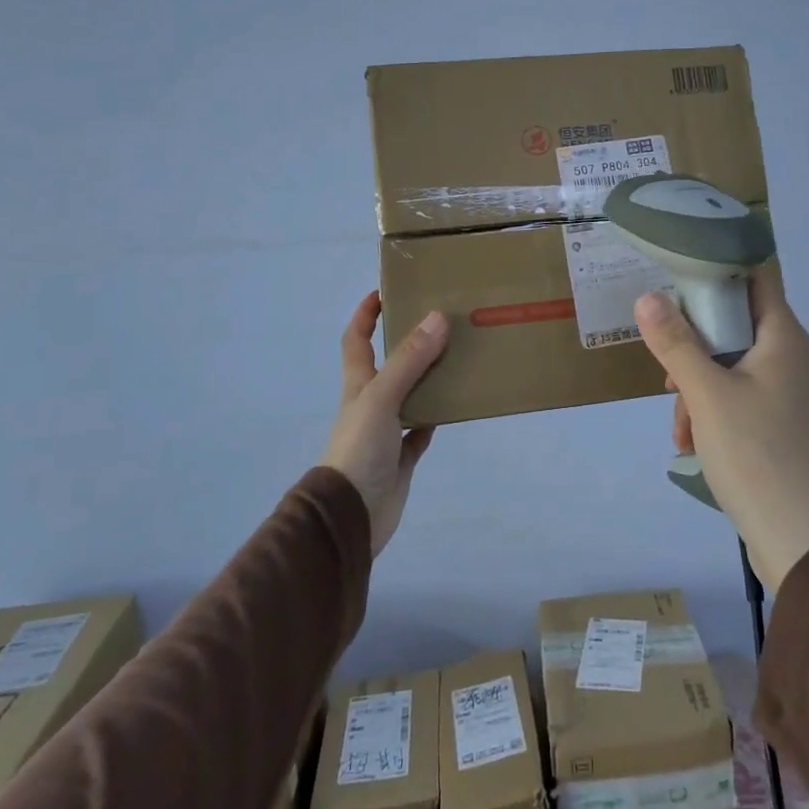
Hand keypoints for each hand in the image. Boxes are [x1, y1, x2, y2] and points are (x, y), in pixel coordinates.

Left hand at [319, 292, 448, 556]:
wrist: (350, 517)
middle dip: (407, 342)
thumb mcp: (381, 398)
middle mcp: (371, 404)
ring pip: (409, 396)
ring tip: (458, 357)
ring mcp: (386, 433)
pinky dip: (434, 417)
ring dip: (428, 378)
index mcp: (359, 385)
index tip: (386, 291)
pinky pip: (420, 432)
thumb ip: (409, 361)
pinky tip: (454, 406)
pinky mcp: (401, 459)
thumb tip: (437, 317)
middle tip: (440, 322)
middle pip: (388, 365)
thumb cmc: (359, 450)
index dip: (365, 315)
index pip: (356, 340)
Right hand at [634, 265, 808, 588]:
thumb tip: (649, 298)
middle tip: (669, 375)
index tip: (677, 285)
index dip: (717, 273)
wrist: (803, 541)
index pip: (755, 279)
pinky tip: (695, 445)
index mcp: (786, 339)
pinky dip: (718, 413)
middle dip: (696, 348)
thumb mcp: (705, 395)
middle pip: (738, 328)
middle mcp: (798, 360)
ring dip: (701, 389)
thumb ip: (675, 343)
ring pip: (737, 369)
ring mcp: (797, 396)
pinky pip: (748, 401)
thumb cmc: (755, 454)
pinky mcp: (791, 428)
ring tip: (680, 427)